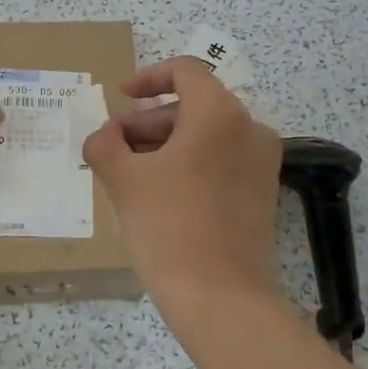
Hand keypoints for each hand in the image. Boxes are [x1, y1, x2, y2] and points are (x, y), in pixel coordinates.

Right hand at [82, 57, 282, 309]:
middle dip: (149, 119)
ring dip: (166, 143)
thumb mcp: (123, 180)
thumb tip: (105, 136)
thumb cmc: (169, 227)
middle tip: (115, 145)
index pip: (185, 71)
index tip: (120, 97)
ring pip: (207, 135)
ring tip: (130, 172)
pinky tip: (159, 192)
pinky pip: (221, 161)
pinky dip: (190, 163)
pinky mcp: (262, 193)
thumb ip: (105, 144)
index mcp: (219, 114)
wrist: (221, 297)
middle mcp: (249, 129)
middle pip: (194, 105)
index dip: (147, 77)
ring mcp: (261, 163)